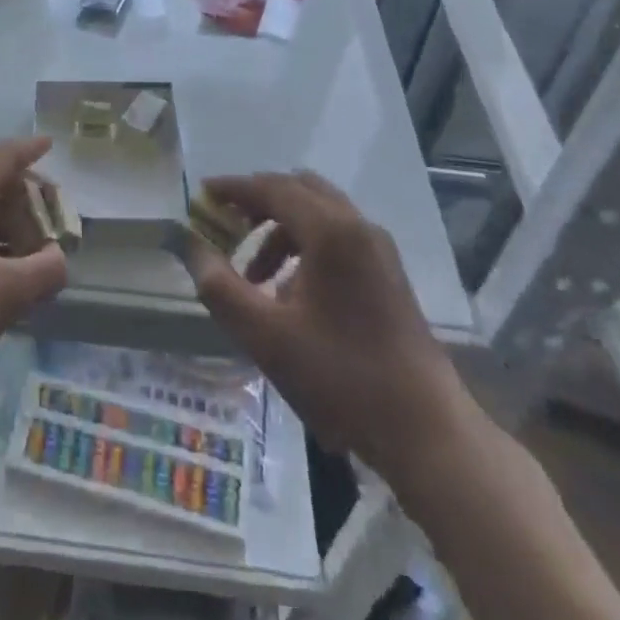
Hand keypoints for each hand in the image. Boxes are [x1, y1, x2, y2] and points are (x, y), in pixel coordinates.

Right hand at [183, 171, 473, 481]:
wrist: (426, 431)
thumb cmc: (342, 378)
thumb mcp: (267, 336)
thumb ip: (221, 287)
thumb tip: (193, 248)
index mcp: (331, 231)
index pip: (272, 188)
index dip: (233, 188)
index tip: (202, 195)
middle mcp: (358, 226)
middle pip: (298, 191)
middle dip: (258, 203)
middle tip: (226, 227)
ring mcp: (378, 249)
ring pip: (318, 215)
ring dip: (280, 230)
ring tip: (254, 277)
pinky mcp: (388, 274)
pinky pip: (337, 238)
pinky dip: (305, 247)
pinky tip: (290, 295)